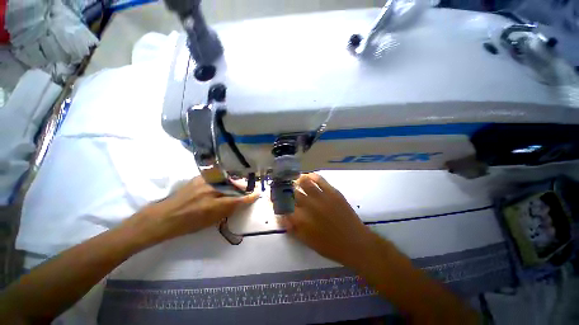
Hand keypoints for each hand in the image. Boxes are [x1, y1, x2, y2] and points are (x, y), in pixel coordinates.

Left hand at [128, 176, 258, 243]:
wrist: (165, 216)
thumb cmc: (188, 224)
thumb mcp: (211, 221)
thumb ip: (227, 209)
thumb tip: (240, 202)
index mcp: (214, 205)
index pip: (238, 199)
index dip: (249, 196)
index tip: (257, 193)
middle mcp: (211, 191)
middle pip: (234, 186)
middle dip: (242, 188)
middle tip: (246, 191)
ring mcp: (205, 181)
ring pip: (227, 180)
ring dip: (233, 184)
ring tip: (234, 187)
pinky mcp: (199, 177)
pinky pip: (217, 176)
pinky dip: (223, 179)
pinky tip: (222, 183)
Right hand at [278, 173, 377, 267]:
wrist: (355, 243)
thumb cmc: (330, 246)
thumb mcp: (307, 241)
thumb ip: (293, 228)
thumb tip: (283, 216)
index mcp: (300, 219)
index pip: (283, 205)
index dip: (278, 200)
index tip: (276, 198)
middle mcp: (308, 205)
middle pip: (291, 192)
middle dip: (285, 189)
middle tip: (285, 188)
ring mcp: (321, 197)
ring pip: (304, 182)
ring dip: (297, 180)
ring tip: (296, 181)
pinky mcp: (332, 192)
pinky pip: (319, 179)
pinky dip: (312, 176)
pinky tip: (309, 176)